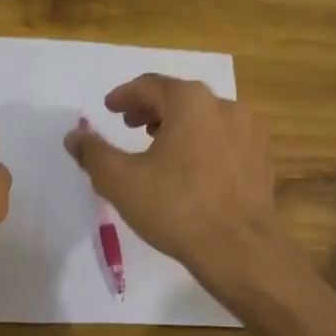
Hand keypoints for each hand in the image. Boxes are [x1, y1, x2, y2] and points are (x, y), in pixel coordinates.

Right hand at [64, 74, 283, 284]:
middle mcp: (225, 107)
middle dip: (151, 109)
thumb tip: (74, 136)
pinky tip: (191, 170)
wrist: (240, 249)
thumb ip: (93, 153)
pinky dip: (202, 144)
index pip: (151, 86)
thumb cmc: (176, 207)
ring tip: (157, 146)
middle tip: (129, 125)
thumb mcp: (120, 180)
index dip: (125, 96)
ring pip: (205, 118)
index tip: (110, 108)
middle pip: (180, 98)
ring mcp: (249, 133)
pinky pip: (224, 141)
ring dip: (177, 126)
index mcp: (191, 102)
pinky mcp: (261, 160)